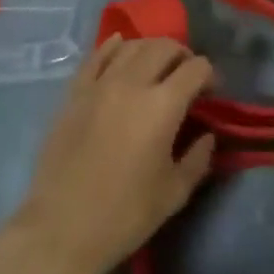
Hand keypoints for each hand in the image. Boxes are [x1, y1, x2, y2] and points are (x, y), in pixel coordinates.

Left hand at [13, 35, 215, 273]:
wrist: (62, 227)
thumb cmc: (124, 215)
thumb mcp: (174, 193)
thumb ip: (198, 158)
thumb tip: (207, 134)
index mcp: (162, 106)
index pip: (196, 68)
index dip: (209, 76)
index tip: (211, 93)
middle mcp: (132, 83)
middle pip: (164, 47)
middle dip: (183, 56)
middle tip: (187, 76)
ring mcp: (100, 83)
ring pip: (132, 45)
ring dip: (151, 49)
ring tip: (157, 66)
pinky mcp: (75, 91)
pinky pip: (97, 55)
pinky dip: (113, 46)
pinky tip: (120, 47)